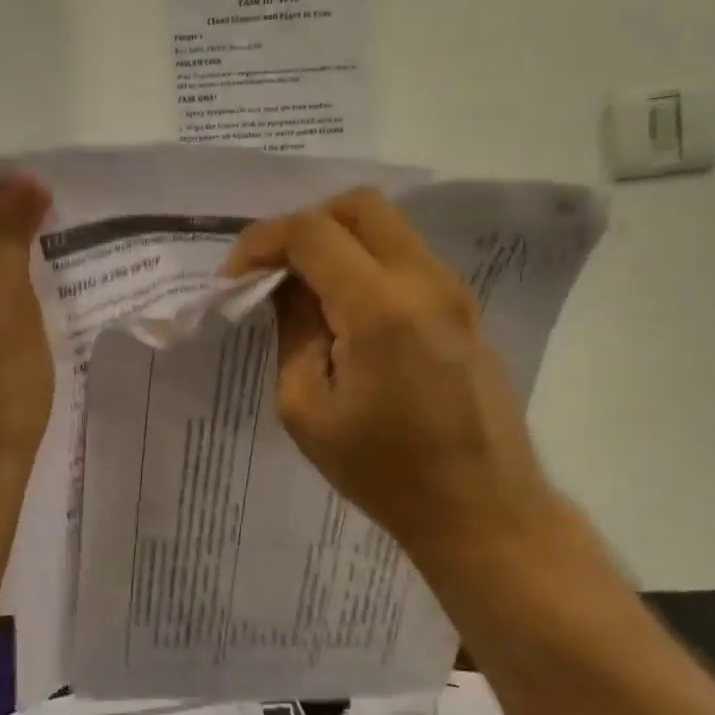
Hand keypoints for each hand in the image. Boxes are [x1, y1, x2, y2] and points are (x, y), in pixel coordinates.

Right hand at [225, 189, 561, 570]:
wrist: (480, 508)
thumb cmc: (384, 471)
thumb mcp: (307, 410)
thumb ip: (293, 333)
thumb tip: (289, 290)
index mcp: (380, 307)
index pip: (312, 233)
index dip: (262, 242)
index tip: (234, 278)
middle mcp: (424, 281)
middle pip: (359, 206)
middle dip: (305, 225)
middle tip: (273, 271)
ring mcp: (452, 292)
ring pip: (387, 229)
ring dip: (338, 244)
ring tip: (305, 294)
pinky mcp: (463, 310)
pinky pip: (406, 260)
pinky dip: (366, 265)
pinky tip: (345, 314)